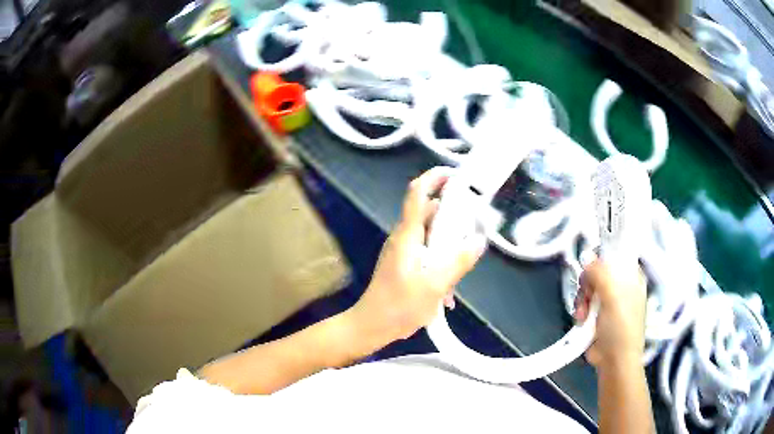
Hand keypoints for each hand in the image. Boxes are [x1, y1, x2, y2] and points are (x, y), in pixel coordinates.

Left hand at [348, 167, 487, 347]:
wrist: (371, 327)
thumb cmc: (399, 307)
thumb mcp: (434, 285)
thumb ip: (458, 261)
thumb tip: (478, 240)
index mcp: (408, 235)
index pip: (417, 193)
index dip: (435, 177)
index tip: (456, 174)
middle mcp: (404, 237)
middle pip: (430, 214)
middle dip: (452, 220)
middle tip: (471, 234)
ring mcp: (403, 251)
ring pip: (431, 236)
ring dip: (448, 248)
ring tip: (460, 271)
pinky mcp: (405, 265)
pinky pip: (427, 253)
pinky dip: (440, 264)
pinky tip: (447, 290)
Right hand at [574, 259, 646, 367]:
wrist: (614, 361)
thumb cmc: (621, 327)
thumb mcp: (613, 296)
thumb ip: (600, 273)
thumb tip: (586, 257)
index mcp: (631, 277)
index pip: (615, 254)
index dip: (602, 257)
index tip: (591, 266)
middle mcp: (620, 286)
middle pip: (598, 271)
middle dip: (588, 282)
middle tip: (588, 294)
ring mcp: (608, 301)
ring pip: (589, 288)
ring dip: (582, 299)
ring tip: (584, 314)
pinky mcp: (597, 315)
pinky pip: (585, 303)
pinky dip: (581, 310)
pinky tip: (582, 320)